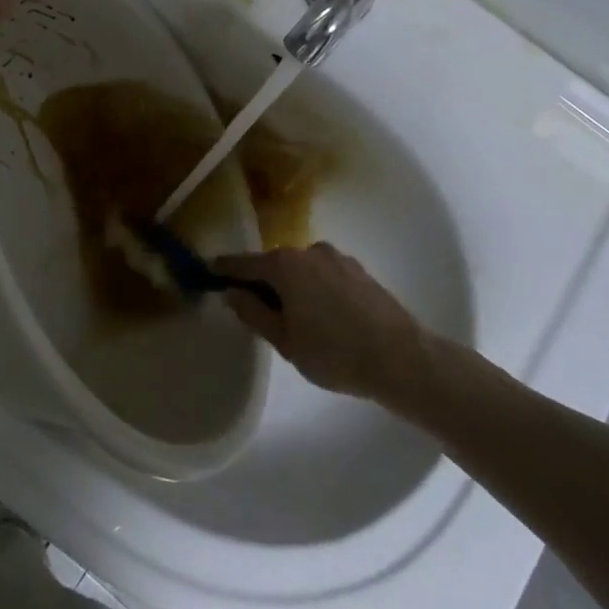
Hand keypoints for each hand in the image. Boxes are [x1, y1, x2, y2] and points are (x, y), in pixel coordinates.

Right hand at [212, 243, 434, 402]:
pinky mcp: (359, 271)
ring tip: (296, 321)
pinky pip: (324, 276)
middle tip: (256, 312)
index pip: (242, 263)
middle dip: (262, 283)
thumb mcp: (284, 340)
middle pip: (273, 264)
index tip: (207, 272)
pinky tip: (323, 317)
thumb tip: (231, 293)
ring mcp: (337, 258)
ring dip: (291, 287)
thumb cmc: (334, 352)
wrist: (402, 358)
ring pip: (301, 270)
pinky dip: (315, 290)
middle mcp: (308, 251)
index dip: (223, 269)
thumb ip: (253, 312)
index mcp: (284, 265)